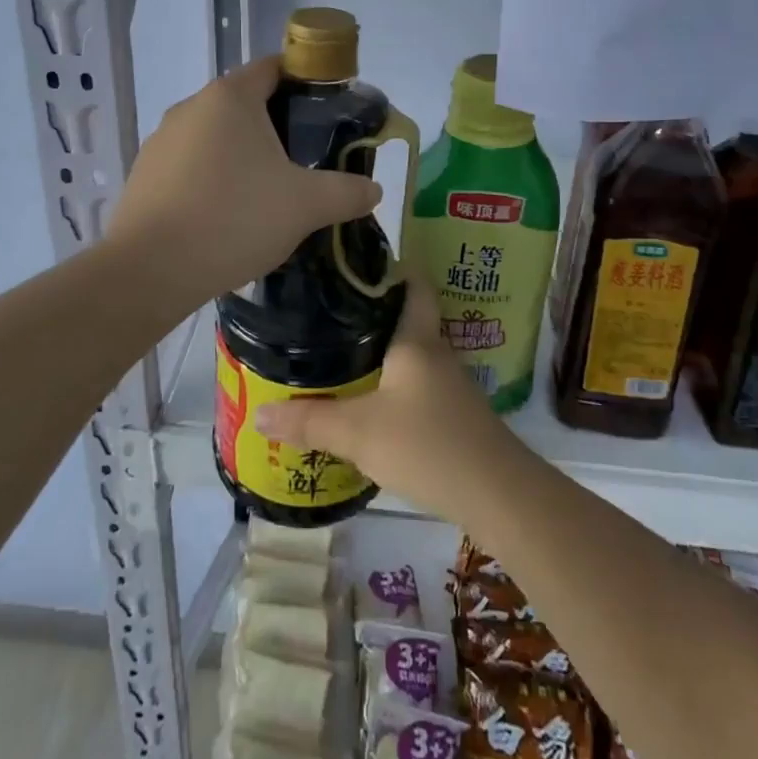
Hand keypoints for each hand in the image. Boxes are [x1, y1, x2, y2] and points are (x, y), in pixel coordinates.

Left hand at [107, 57, 381, 310]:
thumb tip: (374, 190)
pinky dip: (213, 178)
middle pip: (244, 103)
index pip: (273, 67)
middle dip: (277, 125)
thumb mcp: (305, 205)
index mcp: (230, 97)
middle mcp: (190, 107)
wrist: (150, 270)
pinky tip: (227, 214)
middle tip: (306, 158)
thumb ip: (347, 192)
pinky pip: (190, 165)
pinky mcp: (144, 174)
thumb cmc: (234, 218)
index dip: (304, 81)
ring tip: (268, 192)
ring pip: (215, 136)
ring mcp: (161, 140)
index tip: (327, 109)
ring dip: (242, 154)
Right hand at [253, 280, 529, 527]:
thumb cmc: (428, 444)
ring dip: (379, 351)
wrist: (499, 495)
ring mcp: (448, 385)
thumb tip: (258, 414)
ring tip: (336, 352)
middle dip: (370, 312)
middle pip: (405, 317)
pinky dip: (391, 383)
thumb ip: (309, 422)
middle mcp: (435, 352)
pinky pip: (415, 384)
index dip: (389, 265)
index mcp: (416, 338)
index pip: (412, 282)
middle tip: (325, 310)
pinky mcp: (453, 415)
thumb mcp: (359, 433)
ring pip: (409, 354)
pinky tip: (367, 400)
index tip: (354, 262)